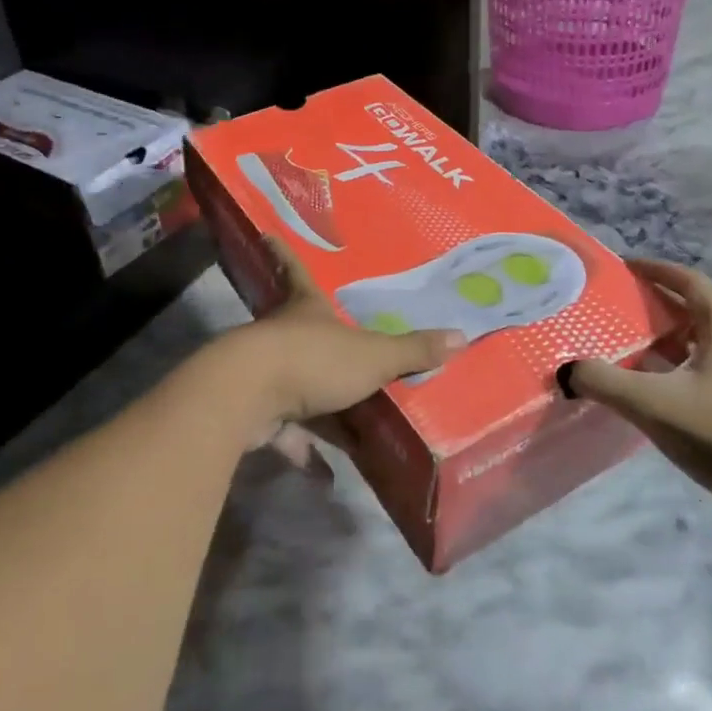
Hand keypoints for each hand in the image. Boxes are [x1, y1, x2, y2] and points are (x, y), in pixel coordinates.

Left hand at [224, 238, 463, 464]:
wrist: (249, 396)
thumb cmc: (313, 359)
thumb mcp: (372, 356)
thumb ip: (412, 350)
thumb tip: (462, 335)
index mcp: (306, 311)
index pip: (297, 273)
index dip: (284, 254)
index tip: (267, 235)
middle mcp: (281, 336)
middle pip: (297, 332)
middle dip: (314, 341)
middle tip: (335, 351)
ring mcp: (264, 374)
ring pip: (294, 387)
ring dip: (318, 409)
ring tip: (349, 429)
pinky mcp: (254, 412)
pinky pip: (285, 432)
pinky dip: (304, 451)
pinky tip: (325, 474)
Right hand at [565, 259, 711, 523]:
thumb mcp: (654, 406)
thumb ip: (605, 382)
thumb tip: (566, 369)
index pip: (687, 280)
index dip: (654, 270)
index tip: (622, 267)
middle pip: (693, 308)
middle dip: (654, 305)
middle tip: (615, 309)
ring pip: (702, 340)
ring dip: (666, 338)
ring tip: (628, 347)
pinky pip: (710, 365)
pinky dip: (681, 364)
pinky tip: (658, 388)